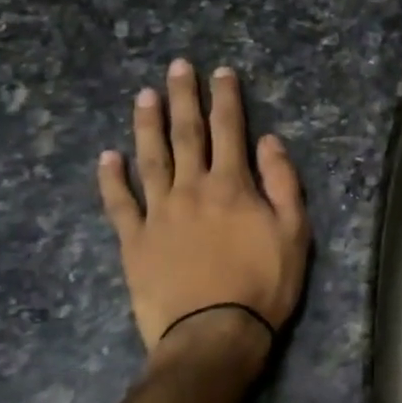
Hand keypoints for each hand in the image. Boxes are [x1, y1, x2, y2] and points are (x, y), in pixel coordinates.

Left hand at [97, 60, 309, 374]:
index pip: (229, 130)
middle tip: (176, 67)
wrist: (214, 335)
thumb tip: (269, 140)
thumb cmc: (263, 285)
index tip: (220, 72)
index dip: (225, 98)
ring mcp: (158, 213)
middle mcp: (191, 188)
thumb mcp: (294, 233)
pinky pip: (119, 204)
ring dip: (147, 125)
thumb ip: (283, 182)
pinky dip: (112, 179)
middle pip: (187, 134)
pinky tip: (107, 157)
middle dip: (183, 97)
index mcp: (231, 185)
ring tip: (144, 96)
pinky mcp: (134, 241)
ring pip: (150, 158)